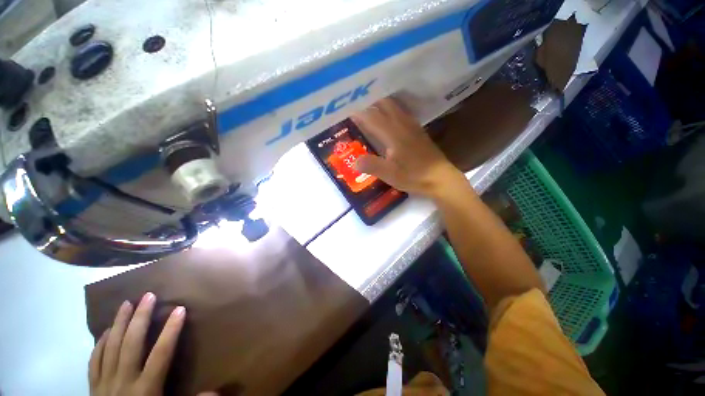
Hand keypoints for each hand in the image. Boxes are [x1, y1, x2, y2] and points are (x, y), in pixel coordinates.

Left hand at [89, 293, 215, 395]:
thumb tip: (218, 390)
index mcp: (146, 389)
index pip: (161, 354)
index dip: (171, 331)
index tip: (180, 309)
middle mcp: (124, 381)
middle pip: (131, 344)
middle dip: (140, 318)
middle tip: (148, 295)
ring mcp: (105, 383)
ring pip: (111, 347)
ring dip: (119, 323)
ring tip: (125, 303)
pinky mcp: (93, 386)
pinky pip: (95, 360)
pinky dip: (100, 343)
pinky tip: (105, 331)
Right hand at [352, 98, 465, 198]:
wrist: (440, 178)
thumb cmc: (414, 176)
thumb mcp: (390, 175)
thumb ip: (372, 166)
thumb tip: (354, 161)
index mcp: (393, 134)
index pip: (372, 117)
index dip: (358, 112)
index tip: (346, 108)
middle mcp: (402, 124)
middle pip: (384, 104)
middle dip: (369, 101)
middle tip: (356, 104)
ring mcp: (412, 126)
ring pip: (394, 106)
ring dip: (380, 103)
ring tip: (368, 105)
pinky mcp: (417, 130)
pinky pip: (402, 112)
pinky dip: (391, 109)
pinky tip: (388, 115)